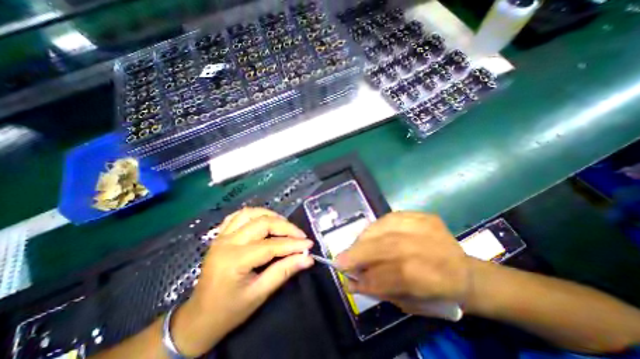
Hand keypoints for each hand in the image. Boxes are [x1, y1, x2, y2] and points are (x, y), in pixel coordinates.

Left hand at [172, 208, 313, 355]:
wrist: (199, 317)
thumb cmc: (230, 310)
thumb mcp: (260, 293)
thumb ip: (285, 271)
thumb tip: (308, 258)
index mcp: (235, 260)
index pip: (271, 245)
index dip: (293, 244)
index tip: (309, 244)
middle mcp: (227, 242)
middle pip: (262, 223)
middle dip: (285, 227)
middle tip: (300, 235)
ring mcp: (222, 236)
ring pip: (251, 213)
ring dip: (271, 216)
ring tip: (285, 226)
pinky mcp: (221, 235)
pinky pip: (238, 216)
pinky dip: (254, 214)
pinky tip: (264, 220)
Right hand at [335, 213, 467, 316]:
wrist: (464, 271)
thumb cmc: (437, 293)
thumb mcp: (412, 303)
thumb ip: (381, 290)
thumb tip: (352, 281)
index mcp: (441, 278)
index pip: (399, 274)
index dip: (370, 277)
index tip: (348, 279)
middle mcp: (436, 248)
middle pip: (392, 246)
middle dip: (360, 253)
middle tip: (340, 259)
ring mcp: (429, 227)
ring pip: (388, 228)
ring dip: (364, 238)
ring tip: (352, 248)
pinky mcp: (422, 215)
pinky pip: (391, 217)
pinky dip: (374, 227)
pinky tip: (367, 235)